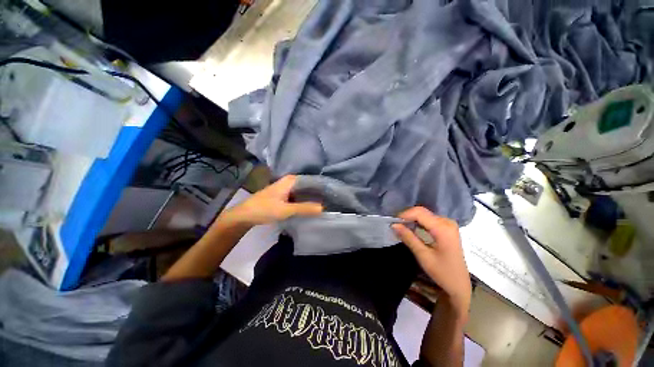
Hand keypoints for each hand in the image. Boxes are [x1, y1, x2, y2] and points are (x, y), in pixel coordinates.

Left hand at [220, 175, 322, 226]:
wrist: (245, 215)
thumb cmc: (264, 209)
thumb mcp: (285, 210)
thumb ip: (304, 208)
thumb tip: (323, 208)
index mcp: (291, 180)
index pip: (312, 179)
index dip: (322, 186)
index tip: (333, 194)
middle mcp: (290, 181)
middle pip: (308, 185)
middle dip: (319, 192)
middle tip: (331, 200)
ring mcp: (287, 188)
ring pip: (304, 191)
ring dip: (312, 197)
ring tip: (326, 203)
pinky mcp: (285, 195)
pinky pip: (299, 196)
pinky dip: (305, 200)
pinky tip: (312, 206)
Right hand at [392, 207, 470, 316]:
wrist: (460, 284)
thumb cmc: (443, 272)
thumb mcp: (423, 255)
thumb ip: (408, 237)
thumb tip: (394, 225)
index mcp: (443, 228)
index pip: (419, 213)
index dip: (404, 215)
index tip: (393, 223)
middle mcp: (447, 222)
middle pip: (422, 212)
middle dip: (407, 216)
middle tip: (395, 225)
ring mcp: (448, 224)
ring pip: (424, 214)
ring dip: (411, 219)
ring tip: (401, 227)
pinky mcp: (446, 227)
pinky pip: (429, 219)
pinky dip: (418, 222)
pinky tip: (411, 229)